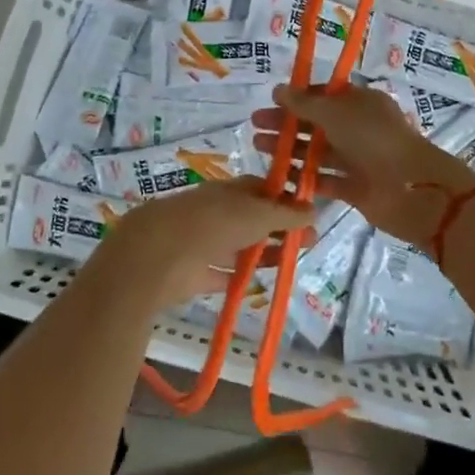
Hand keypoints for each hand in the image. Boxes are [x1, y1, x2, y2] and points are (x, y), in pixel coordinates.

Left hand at [99, 178, 302, 308]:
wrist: (160, 254)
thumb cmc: (214, 223)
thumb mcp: (258, 214)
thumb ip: (286, 214)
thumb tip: (314, 209)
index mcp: (229, 190)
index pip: (261, 188)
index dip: (285, 198)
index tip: (309, 212)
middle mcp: (216, 213)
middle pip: (252, 218)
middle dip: (279, 228)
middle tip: (309, 242)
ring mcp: (204, 243)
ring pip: (240, 246)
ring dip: (263, 253)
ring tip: (290, 264)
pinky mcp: (194, 274)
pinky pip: (223, 275)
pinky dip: (239, 278)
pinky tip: (259, 285)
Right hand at [251, 85, 474, 249]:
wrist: (412, 188)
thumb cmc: (374, 140)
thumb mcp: (336, 113)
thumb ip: (306, 104)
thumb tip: (280, 89)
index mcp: (361, 103)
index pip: (325, 95)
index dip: (299, 97)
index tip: (272, 101)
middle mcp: (360, 128)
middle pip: (318, 123)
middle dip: (287, 123)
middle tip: (256, 125)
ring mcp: (358, 159)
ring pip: (319, 151)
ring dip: (291, 149)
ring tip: (259, 148)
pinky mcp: (356, 188)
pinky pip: (326, 180)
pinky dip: (305, 177)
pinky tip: (280, 176)